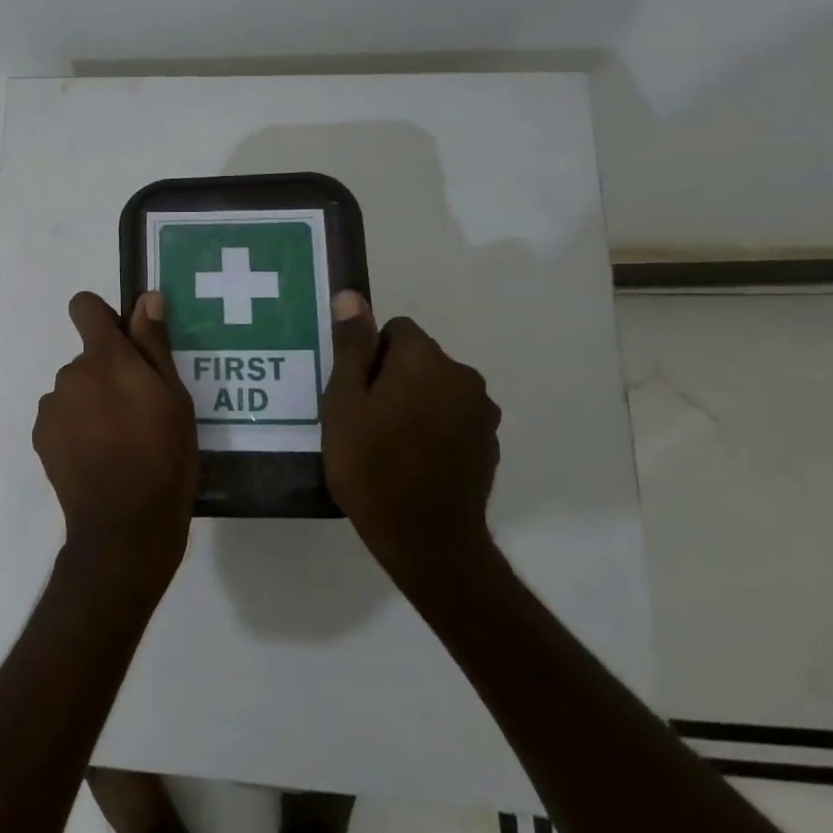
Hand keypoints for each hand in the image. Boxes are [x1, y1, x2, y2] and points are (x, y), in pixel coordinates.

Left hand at [33, 291, 198, 600]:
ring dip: (90, 403)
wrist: (125, 526)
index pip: (84, 307)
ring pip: (74, 390)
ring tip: (118, 441)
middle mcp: (71, 373)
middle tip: (136, 411)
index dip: (102, 317)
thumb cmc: (163, 458)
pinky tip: (97, 457)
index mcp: (105, 358)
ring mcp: (52, 407)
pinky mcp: (41, 437)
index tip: (123, 342)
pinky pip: (60, 417)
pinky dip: (75, 428)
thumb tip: (147, 298)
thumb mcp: (174, 399)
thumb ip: (154, 344)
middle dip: (107, 373)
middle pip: (87, 358)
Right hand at [321, 293, 501, 588]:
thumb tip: (352, 295)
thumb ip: (351, 346)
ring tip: (387, 443)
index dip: (369, 354)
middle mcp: (463, 375)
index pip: (396, 329)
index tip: (354, 391)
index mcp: (425, 359)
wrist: (425, 536)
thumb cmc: (371, 464)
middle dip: (392, 377)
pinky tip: (413, 461)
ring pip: (437, 389)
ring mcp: (481, 411)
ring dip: (415, 402)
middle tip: (364, 419)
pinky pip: (453, 418)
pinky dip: (434, 428)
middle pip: (419, 358)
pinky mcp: (488, 442)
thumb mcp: (344, 402)